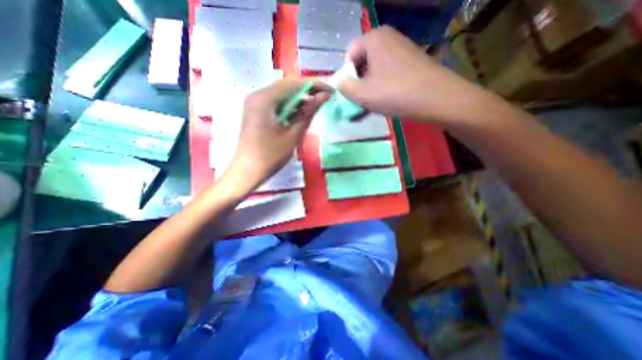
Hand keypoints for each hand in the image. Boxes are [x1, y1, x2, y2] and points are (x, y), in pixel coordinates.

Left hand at [224, 77, 330, 190]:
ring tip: (316, 105)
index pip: (293, 83)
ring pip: (282, 94)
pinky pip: (276, 103)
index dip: (314, 85)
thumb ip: (308, 113)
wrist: (248, 171)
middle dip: (307, 91)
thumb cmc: (271, 156)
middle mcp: (257, 95)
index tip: (331, 90)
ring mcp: (255, 103)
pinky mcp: (256, 111)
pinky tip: (300, 112)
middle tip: (325, 98)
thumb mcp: (293, 134)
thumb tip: (324, 96)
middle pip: (287, 86)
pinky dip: (290, 106)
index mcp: (264, 99)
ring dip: (299, 99)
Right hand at [338, 25, 489, 122]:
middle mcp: (388, 37)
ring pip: (376, 68)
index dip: (347, 75)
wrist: (436, 98)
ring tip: (376, 101)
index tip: (353, 92)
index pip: (349, 54)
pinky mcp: (411, 60)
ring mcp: (402, 48)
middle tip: (364, 99)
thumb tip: (340, 83)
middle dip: (359, 81)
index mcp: (374, 38)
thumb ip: (344, 87)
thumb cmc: (394, 93)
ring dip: (371, 85)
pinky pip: (389, 71)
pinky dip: (384, 84)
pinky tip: (388, 97)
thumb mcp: (361, 93)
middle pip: (363, 61)